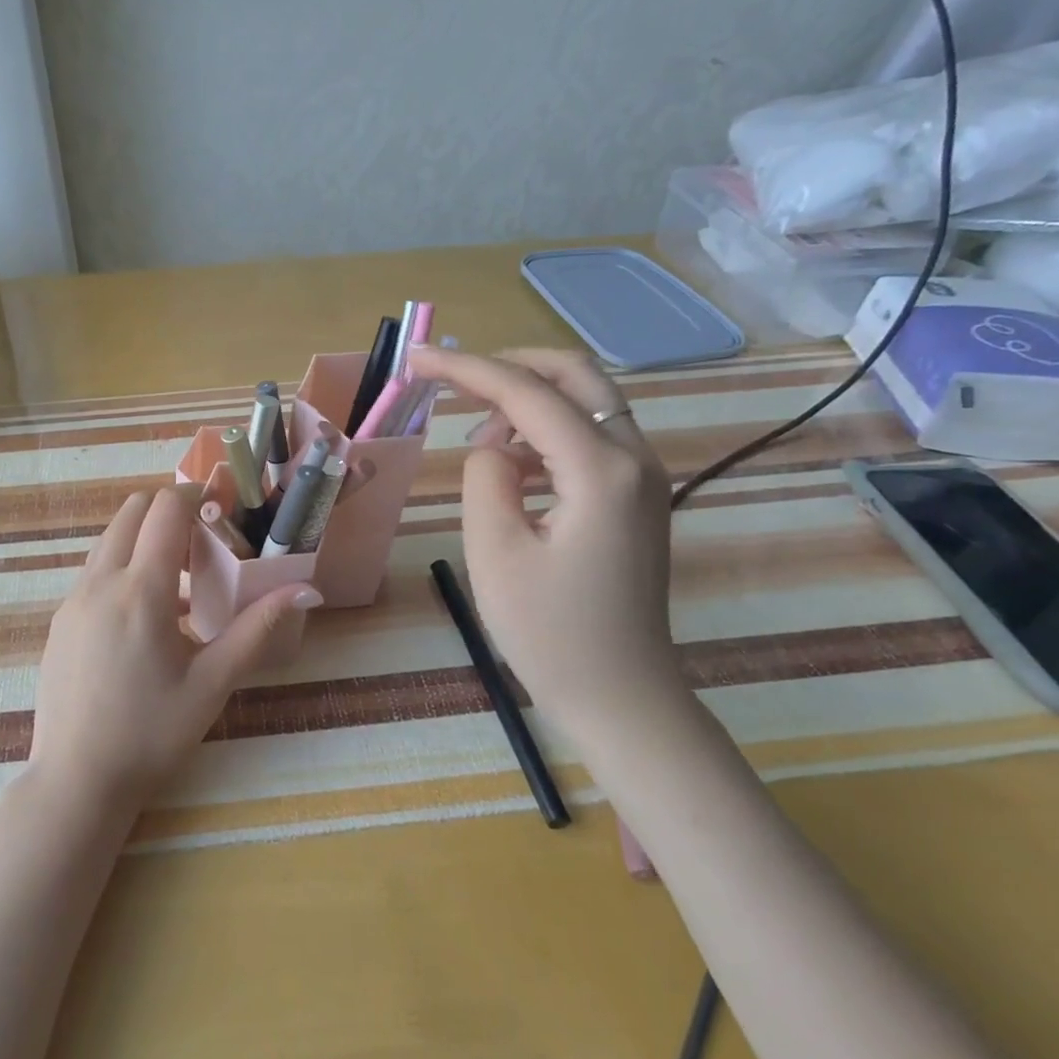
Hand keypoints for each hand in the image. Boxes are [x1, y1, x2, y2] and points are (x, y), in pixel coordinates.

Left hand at [28, 485, 321, 810]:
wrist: (75, 782)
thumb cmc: (151, 734)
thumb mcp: (212, 683)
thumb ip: (258, 629)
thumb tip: (305, 589)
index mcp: (140, 591)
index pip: (164, 509)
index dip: (194, 496)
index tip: (221, 508)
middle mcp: (100, 582)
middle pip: (131, 511)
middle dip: (168, 510)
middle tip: (203, 541)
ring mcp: (73, 600)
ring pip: (109, 540)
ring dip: (144, 538)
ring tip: (180, 579)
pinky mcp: (60, 620)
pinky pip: (95, 571)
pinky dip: (123, 567)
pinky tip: (148, 616)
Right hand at [408, 346, 677, 717]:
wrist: (620, 698)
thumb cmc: (550, 633)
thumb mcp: (495, 550)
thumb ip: (485, 476)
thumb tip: (493, 447)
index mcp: (600, 470)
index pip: (526, 393)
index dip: (466, 369)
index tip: (416, 360)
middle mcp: (634, 458)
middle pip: (573, 375)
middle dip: (508, 366)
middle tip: (453, 381)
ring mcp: (642, 477)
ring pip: (584, 402)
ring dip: (527, 401)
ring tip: (475, 437)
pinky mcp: (636, 497)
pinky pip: (589, 437)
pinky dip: (546, 432)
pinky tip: (512, 465)